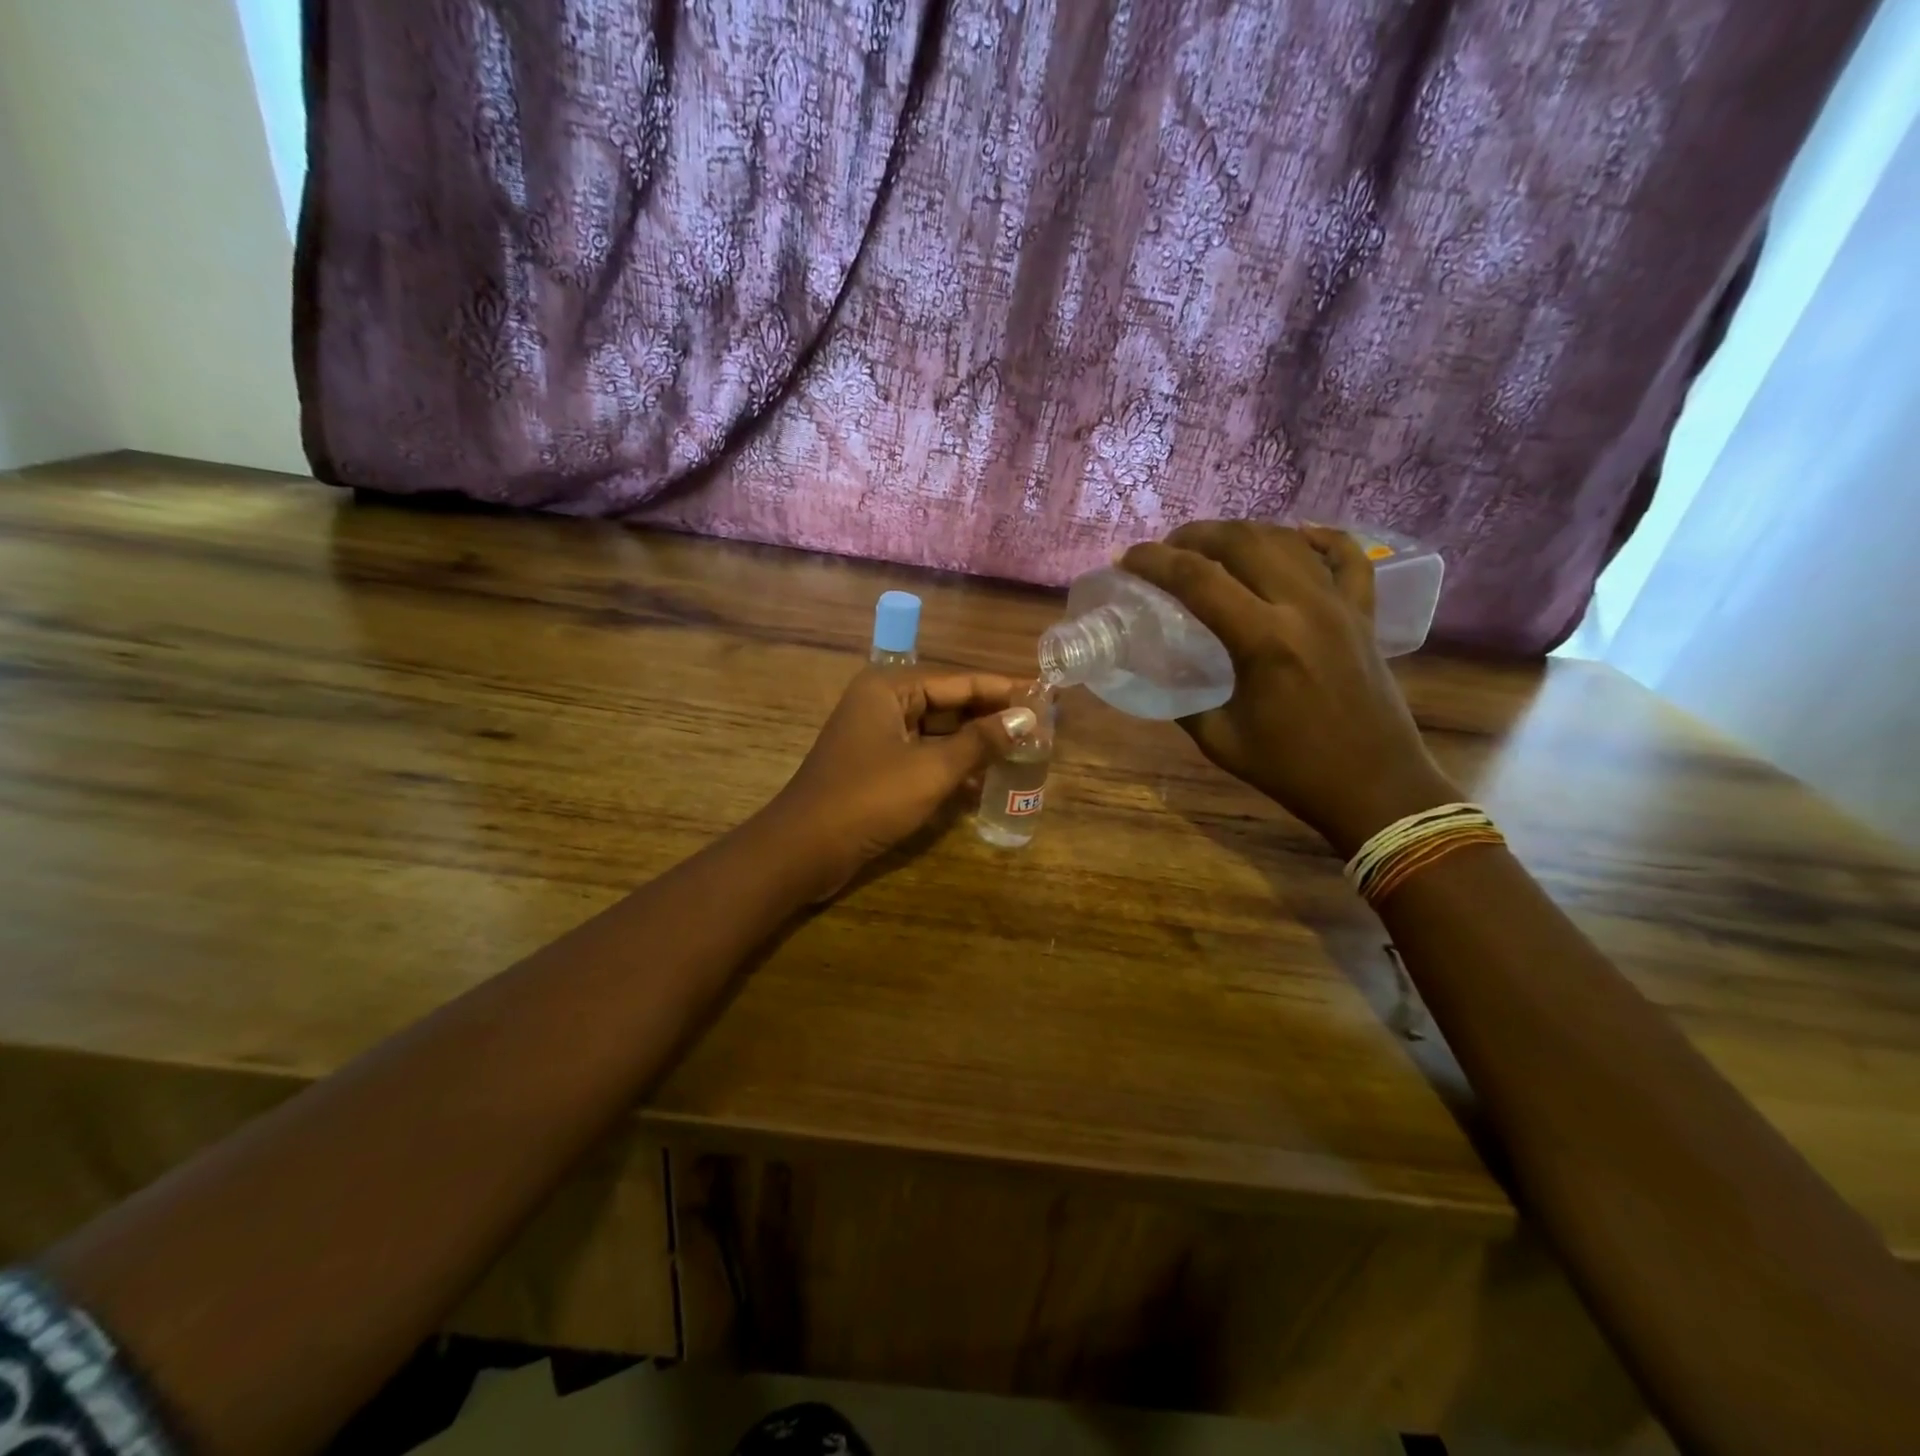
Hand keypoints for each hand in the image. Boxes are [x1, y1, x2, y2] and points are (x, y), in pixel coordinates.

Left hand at [767, 667, 1037, 893]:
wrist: (805, 850)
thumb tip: (1026, 719)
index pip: (959, 682)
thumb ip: (980, 741)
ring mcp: (877, 738)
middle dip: (991, 717)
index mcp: (889, 689)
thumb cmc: (869, 798)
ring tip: (1023, 752)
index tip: (1045, 695)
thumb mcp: (932, 768)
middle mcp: (882, 704)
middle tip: (1040, 726)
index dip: (1003, 690)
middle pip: (949, 704)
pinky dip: (952, 767)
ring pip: (938, 733)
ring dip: (975, 744)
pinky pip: (924, 758)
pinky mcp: (877, 769)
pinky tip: (985, 782)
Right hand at [1121, 522, 1457, 855]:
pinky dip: (1319, 537)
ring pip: (1287, 540)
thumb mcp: (1220, 739)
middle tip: (1166, 551)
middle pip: (1242, 542)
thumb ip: (1185, 699)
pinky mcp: (1363, 613)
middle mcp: (1303, 607)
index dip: (1154, 562)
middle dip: (1195, 536)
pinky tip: (1296, 533)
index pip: (1197, 579)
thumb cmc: (1292, 769)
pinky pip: (1347, 557)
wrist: (1374, 787)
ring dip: (1241, 533)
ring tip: (1211, 546)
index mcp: (1264, 641)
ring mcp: (1340, 605)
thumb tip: (1160, 670)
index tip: (1126, 559)